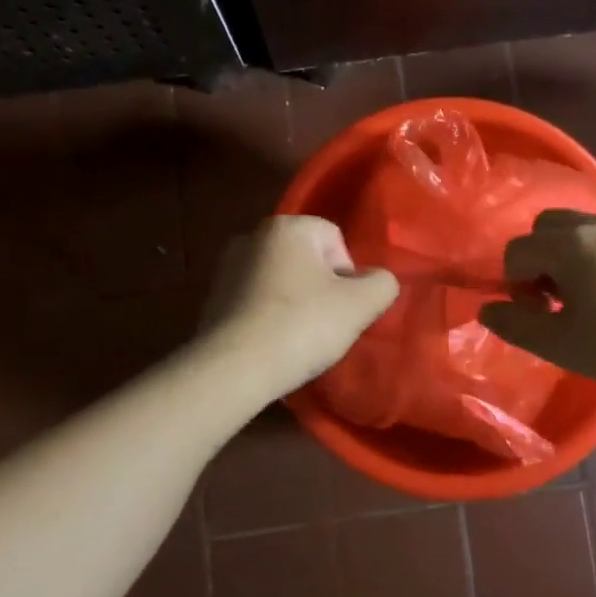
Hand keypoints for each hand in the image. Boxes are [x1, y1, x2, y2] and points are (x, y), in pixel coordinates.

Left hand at [200, 216, 399, 398]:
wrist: (233, 369)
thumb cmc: (301, 326)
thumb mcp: (361, 305)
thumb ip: (382, 283)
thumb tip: (377, 281)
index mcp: (286, 227)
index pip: (334, 238)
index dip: (348, 274)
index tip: (344, 307)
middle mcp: (252, 236)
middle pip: (307, 259)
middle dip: (321, 288)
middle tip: (326, 324)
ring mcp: (227, 268)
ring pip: (281, 280)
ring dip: (295, 303)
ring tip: (299, 339)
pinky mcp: (212, 299)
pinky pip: (256, 302)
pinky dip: (269, 318)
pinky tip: (274, 345)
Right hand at [479, 210, 595, 390]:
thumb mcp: (562, 345)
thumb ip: (516, 325)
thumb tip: (488, 309)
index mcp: (569, 245)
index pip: (517, 250)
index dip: (514, 283)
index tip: (537, 313)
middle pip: (546, 226)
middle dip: (538, 258)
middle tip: (555, 299)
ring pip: (580, 228)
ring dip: (568, 255)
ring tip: (588, 298)